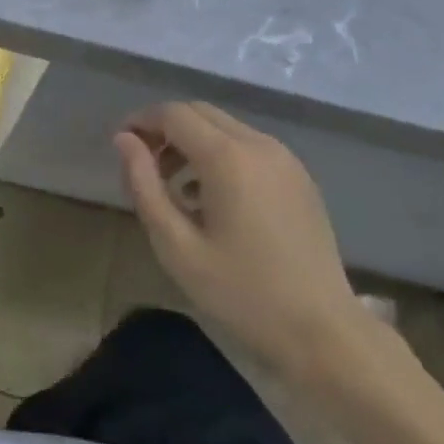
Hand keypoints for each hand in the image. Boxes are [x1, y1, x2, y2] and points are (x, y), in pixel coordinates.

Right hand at [116, 102, 378, 385]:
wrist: (323, 330)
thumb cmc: (241, 292)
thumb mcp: (176, 246)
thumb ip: (144, 185)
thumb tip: (124, 140)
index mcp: (228, 157)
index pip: (173, 114)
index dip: (141, 121)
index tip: (121, 146)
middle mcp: (258, 144)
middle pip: (200, 113)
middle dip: (166, 129)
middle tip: (144, 166)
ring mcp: (284, 158)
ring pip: (225, 127)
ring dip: (193, 142)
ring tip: (174, 187)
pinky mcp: (299, 176)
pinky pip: (249, 146)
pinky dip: (221, 154)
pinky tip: (212, 197)